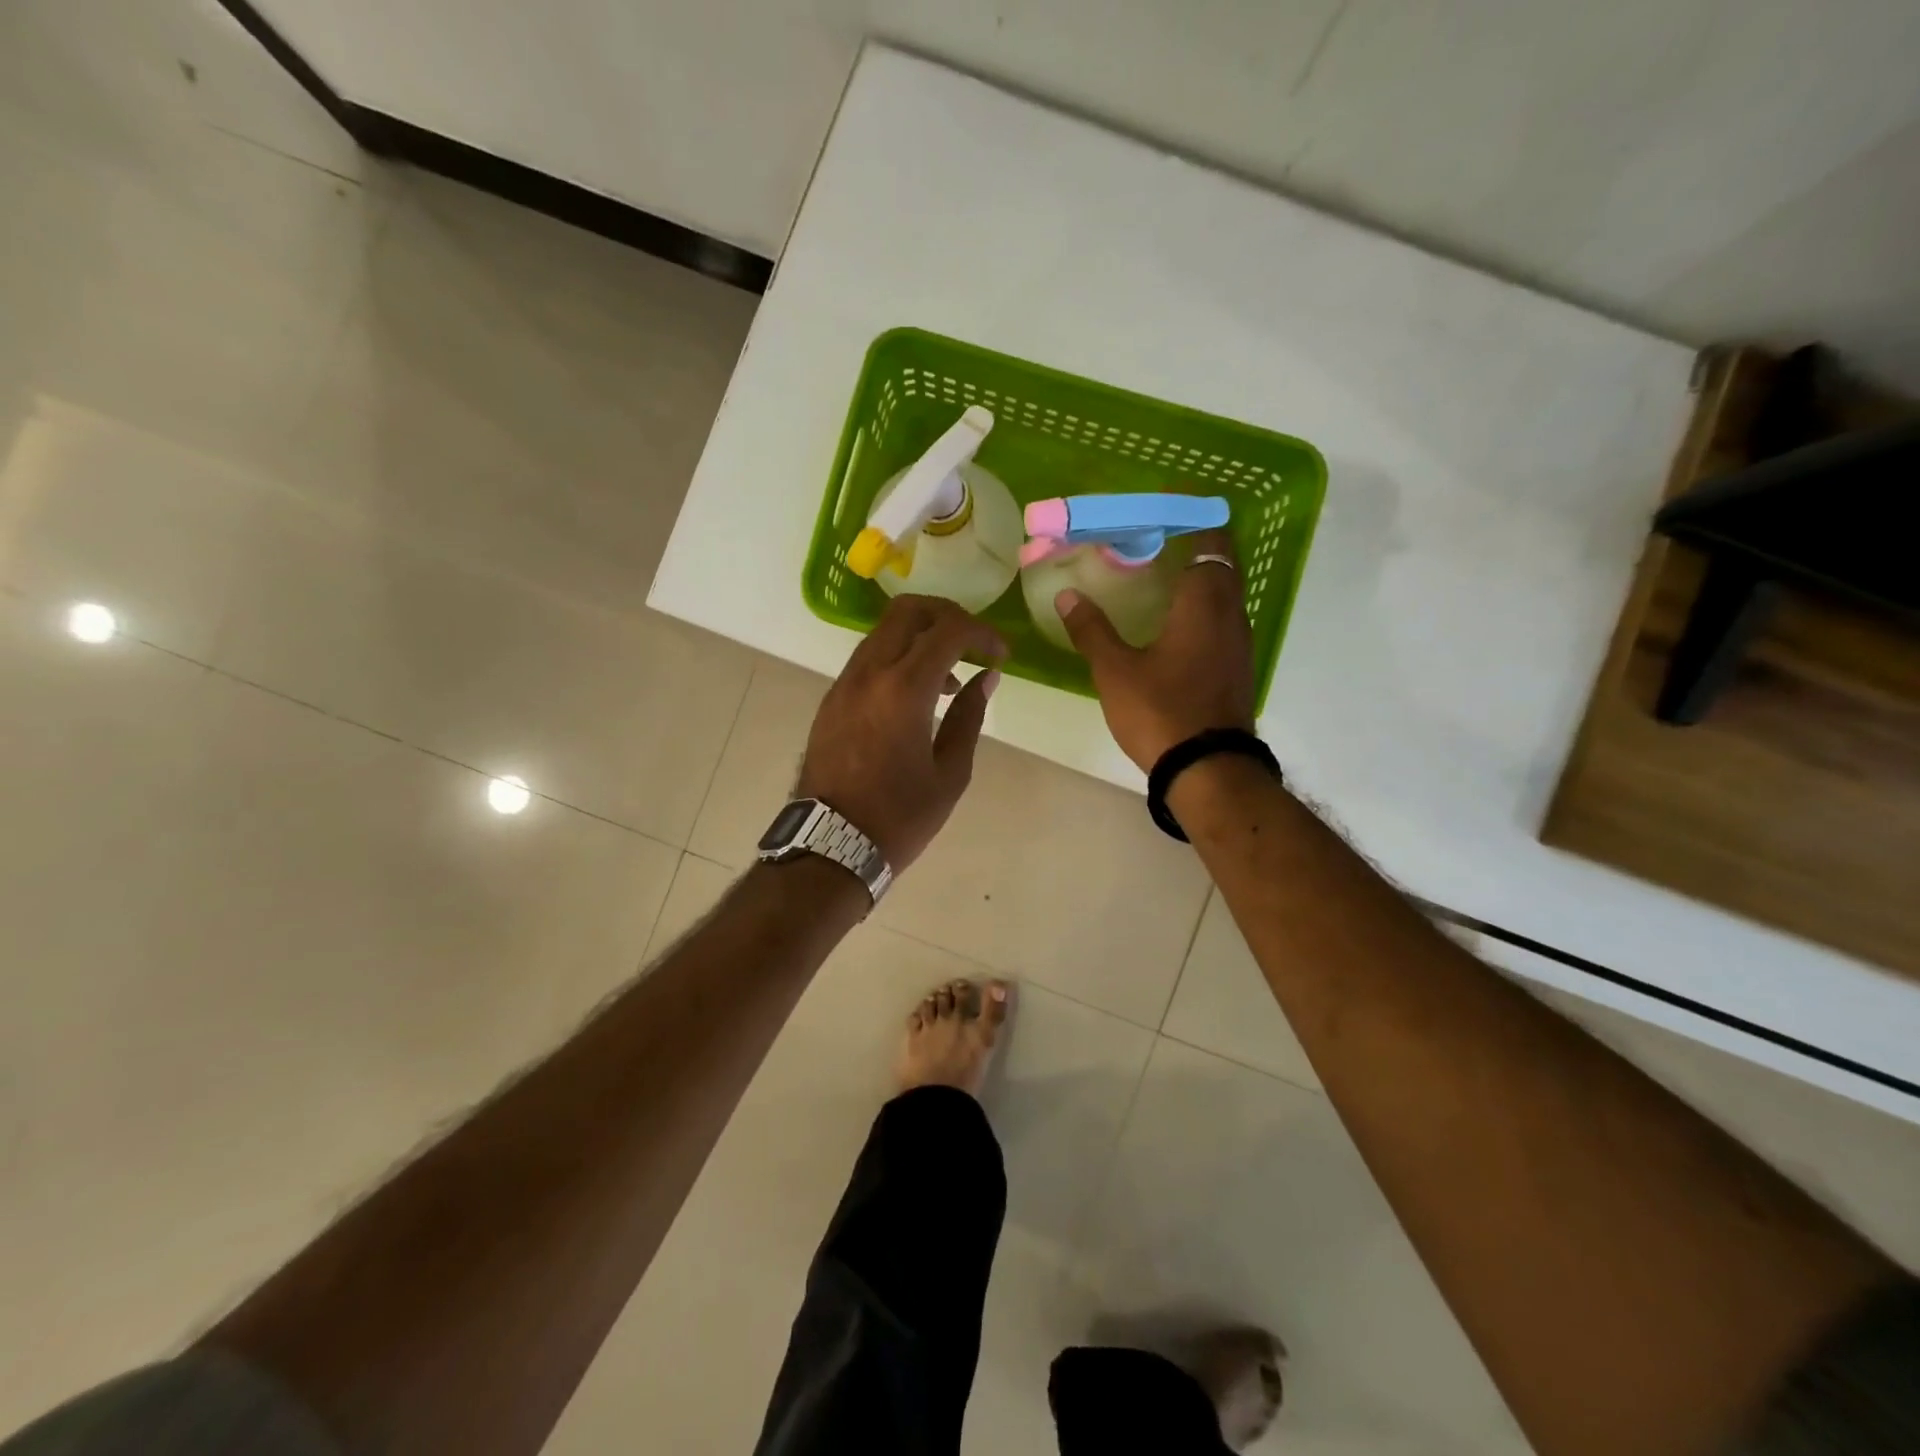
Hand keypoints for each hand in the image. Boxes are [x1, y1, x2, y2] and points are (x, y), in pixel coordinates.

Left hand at [797, 595, 1006, 870]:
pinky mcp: (831, 699)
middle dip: (948, 615)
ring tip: (948, 679)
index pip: (949, 630)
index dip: (982, 633)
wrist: (830, 845)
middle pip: (908, 610)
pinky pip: (868, 658)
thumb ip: (970, 717)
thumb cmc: (899, 817)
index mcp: (904, 690)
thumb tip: (986, 677)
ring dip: (920, 637)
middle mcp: (869, 674)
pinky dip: (897, 657)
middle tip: (973, 644)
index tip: (1001, 654)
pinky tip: (915, 695)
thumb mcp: (950, 773)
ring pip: (884, 631)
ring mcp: (844, 684)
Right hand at [1056, 529, 1255, 772]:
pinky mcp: (1236, 666)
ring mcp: (1239, 642)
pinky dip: (1200, 604)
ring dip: (1197, 574)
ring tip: (1157, 572)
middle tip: (1151, 536)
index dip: (1190, 514)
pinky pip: (1221, 617)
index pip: (1209, 538)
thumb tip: (1068, 595)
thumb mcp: (1115, 670)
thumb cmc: (1161, 711)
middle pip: (1220, 560)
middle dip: (1191, 540)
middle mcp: (1230, 613)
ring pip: (1223, 591)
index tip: (1163, 502)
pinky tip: (1171, 620)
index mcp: (1204, 602)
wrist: (1208, 770)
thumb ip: (1091, 629)